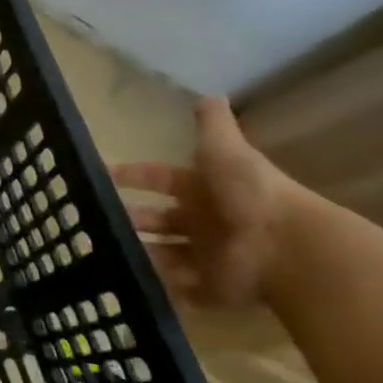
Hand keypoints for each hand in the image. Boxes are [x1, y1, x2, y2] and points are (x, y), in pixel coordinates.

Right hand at [111, 96, 316, 310]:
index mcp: (203, 188)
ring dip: (139, 252)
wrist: (288, 248)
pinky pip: (180, 290)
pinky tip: (127, 282)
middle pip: (158, 219)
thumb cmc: (248, 192)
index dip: (131, 175)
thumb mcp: (225, 148)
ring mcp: (208, 257)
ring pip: (164, 253)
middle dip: (130, 218)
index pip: (158, 177)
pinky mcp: (212, 291)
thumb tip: (207, 92)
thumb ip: (212, 123)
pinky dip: (159, 288)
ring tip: (104, 252)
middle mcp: (204, 221)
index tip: (100, 174)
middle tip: (95, 219)